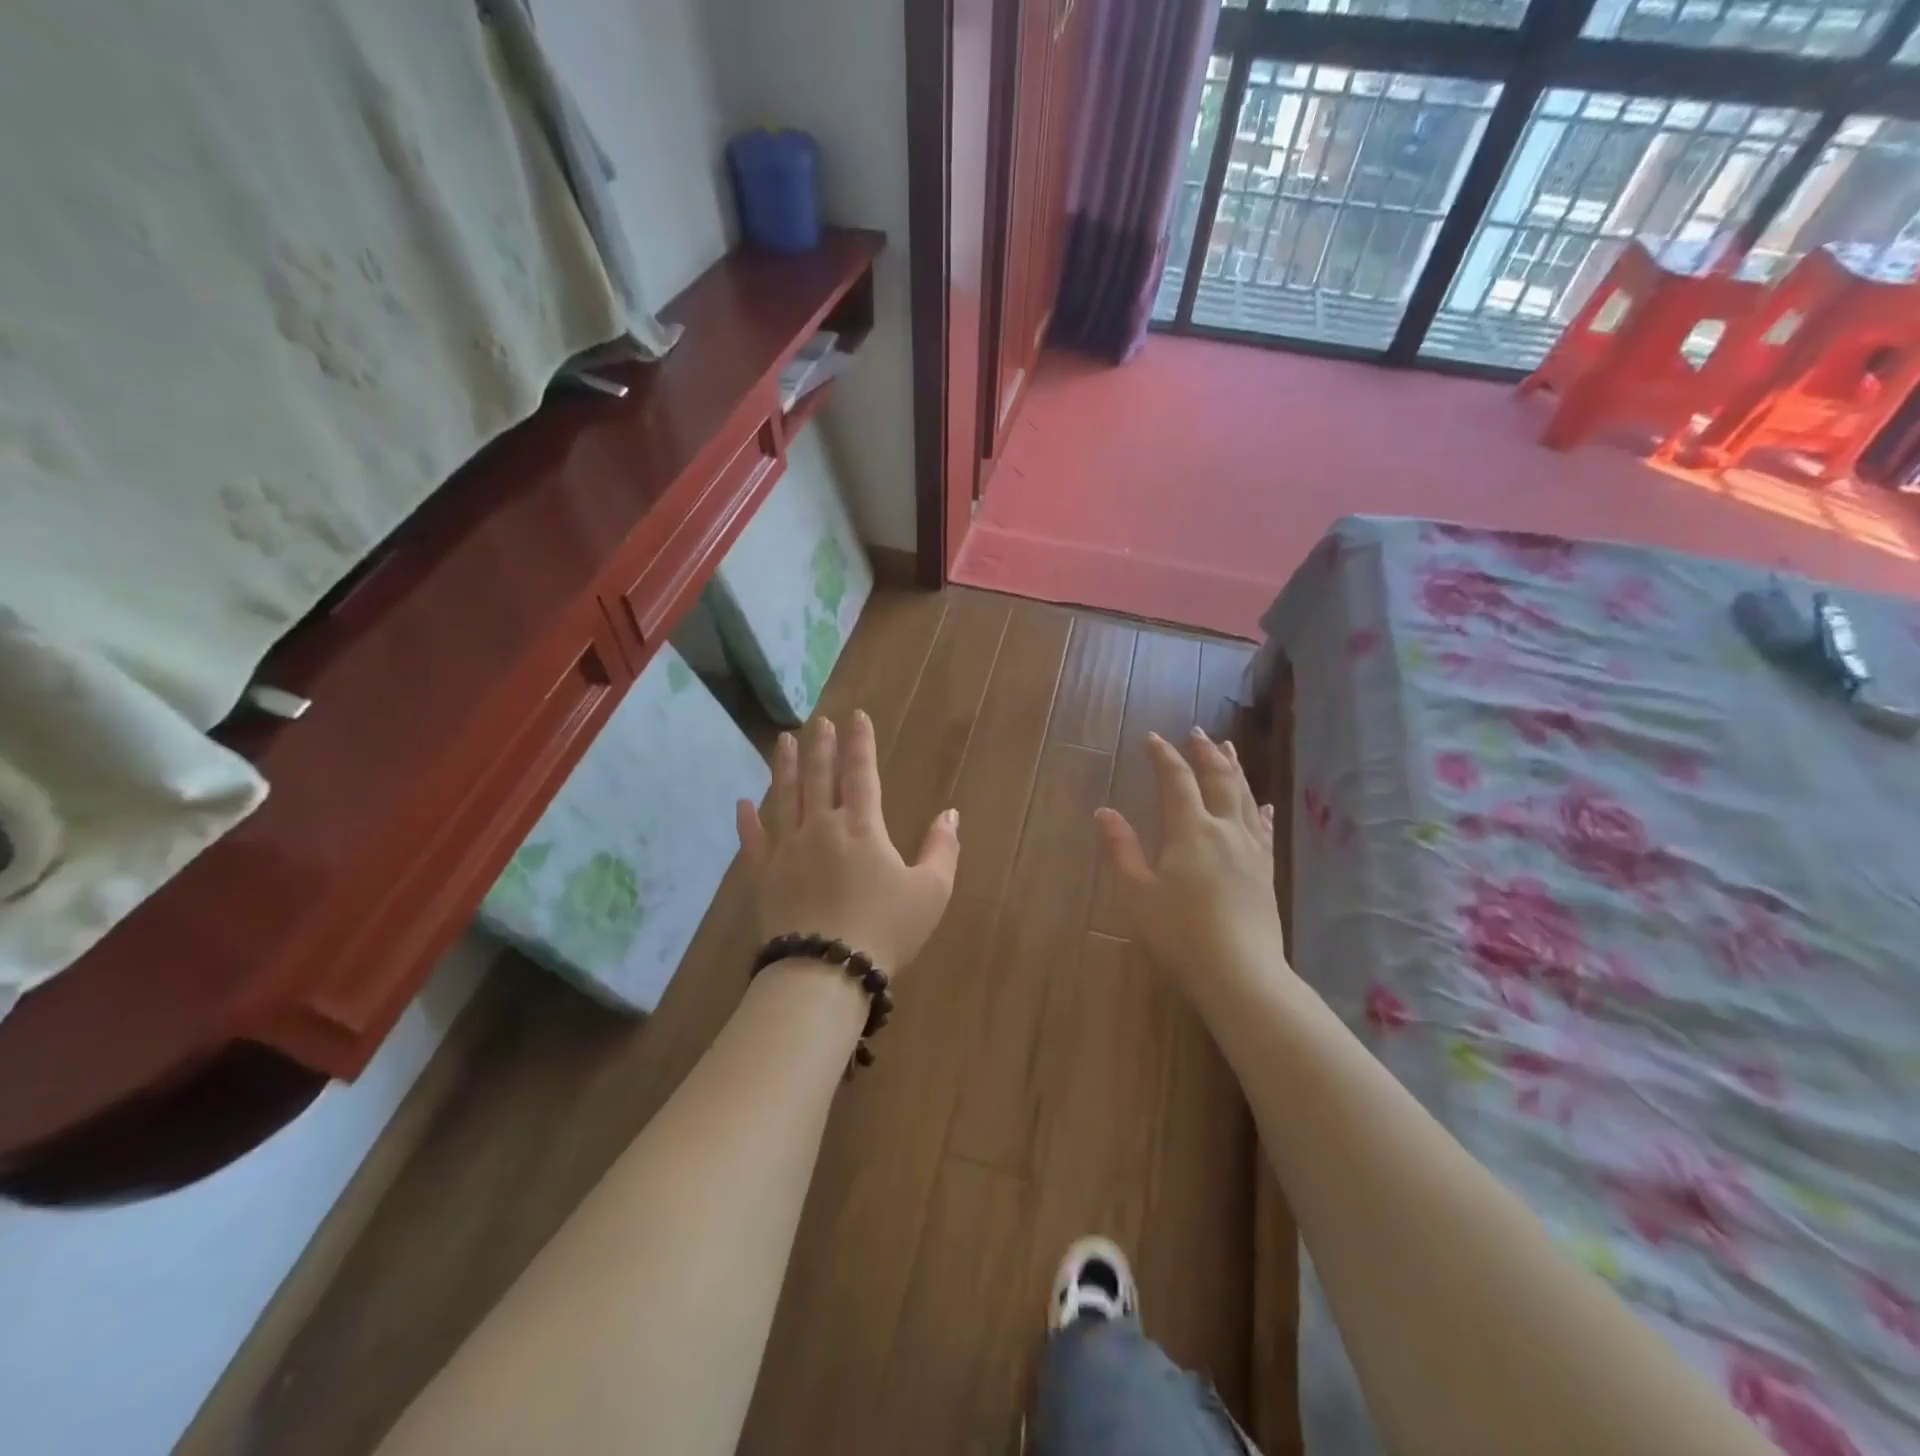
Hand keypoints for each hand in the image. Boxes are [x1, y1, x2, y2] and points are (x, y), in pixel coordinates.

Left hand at [736, 712, 959, 973]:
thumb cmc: (885, 929)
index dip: (860, 742)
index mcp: (862, 826)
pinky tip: (743, 802)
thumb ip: (942, 848)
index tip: (855, 716)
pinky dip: (748, 821)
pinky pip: (753, 841)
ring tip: (783, 740)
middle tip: (818, 721)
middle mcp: (821, 826)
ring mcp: (788, 849)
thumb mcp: (931, 891)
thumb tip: (950, 814)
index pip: (861, 772)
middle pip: (819, 776)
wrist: (826, 970)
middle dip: (821, 746)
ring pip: (785, 797)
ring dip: (784, 766)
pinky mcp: (764, 875)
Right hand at [1095, 728, 1286, 988]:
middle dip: (1206, 753)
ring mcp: (1251, 851)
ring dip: (1235, 770)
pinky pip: (1264, 830)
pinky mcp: (1265, 872)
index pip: (1177, 781)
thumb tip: (1104, 811)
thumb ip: (1121, 849)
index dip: (1164, 757)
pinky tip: (1263, 805)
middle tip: (1197, 732)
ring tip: (1229, 749)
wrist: (1240, 975)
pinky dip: (1260, 810)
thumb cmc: (1179, 934)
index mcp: (1191, 831)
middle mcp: (1225, 831)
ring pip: (1245, 798)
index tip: (1153, 738)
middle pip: (1219, 780)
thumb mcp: (1137, 894)